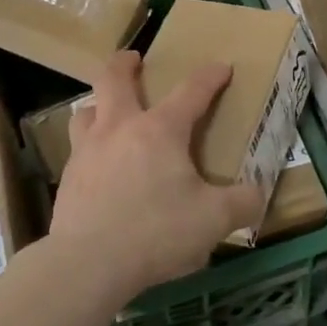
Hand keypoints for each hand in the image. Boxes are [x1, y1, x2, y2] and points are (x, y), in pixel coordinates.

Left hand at [50, 51, 264, 302]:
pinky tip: (100, 166)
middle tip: (134, 59)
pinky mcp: (68, 180)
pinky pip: (78, 150)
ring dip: (99, 104)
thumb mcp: (214, 220)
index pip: (192, 91)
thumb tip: (258, 195)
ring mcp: (88, 152)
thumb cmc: (156, 232)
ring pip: (86, 111)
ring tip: (109, 111)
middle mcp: (120, 129)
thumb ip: (242, 203)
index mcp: (160, 130)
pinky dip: (90, 146)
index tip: (222, 68)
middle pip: (114, 79)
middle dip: (125, 63)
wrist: (87, 266)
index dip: (210, 76)